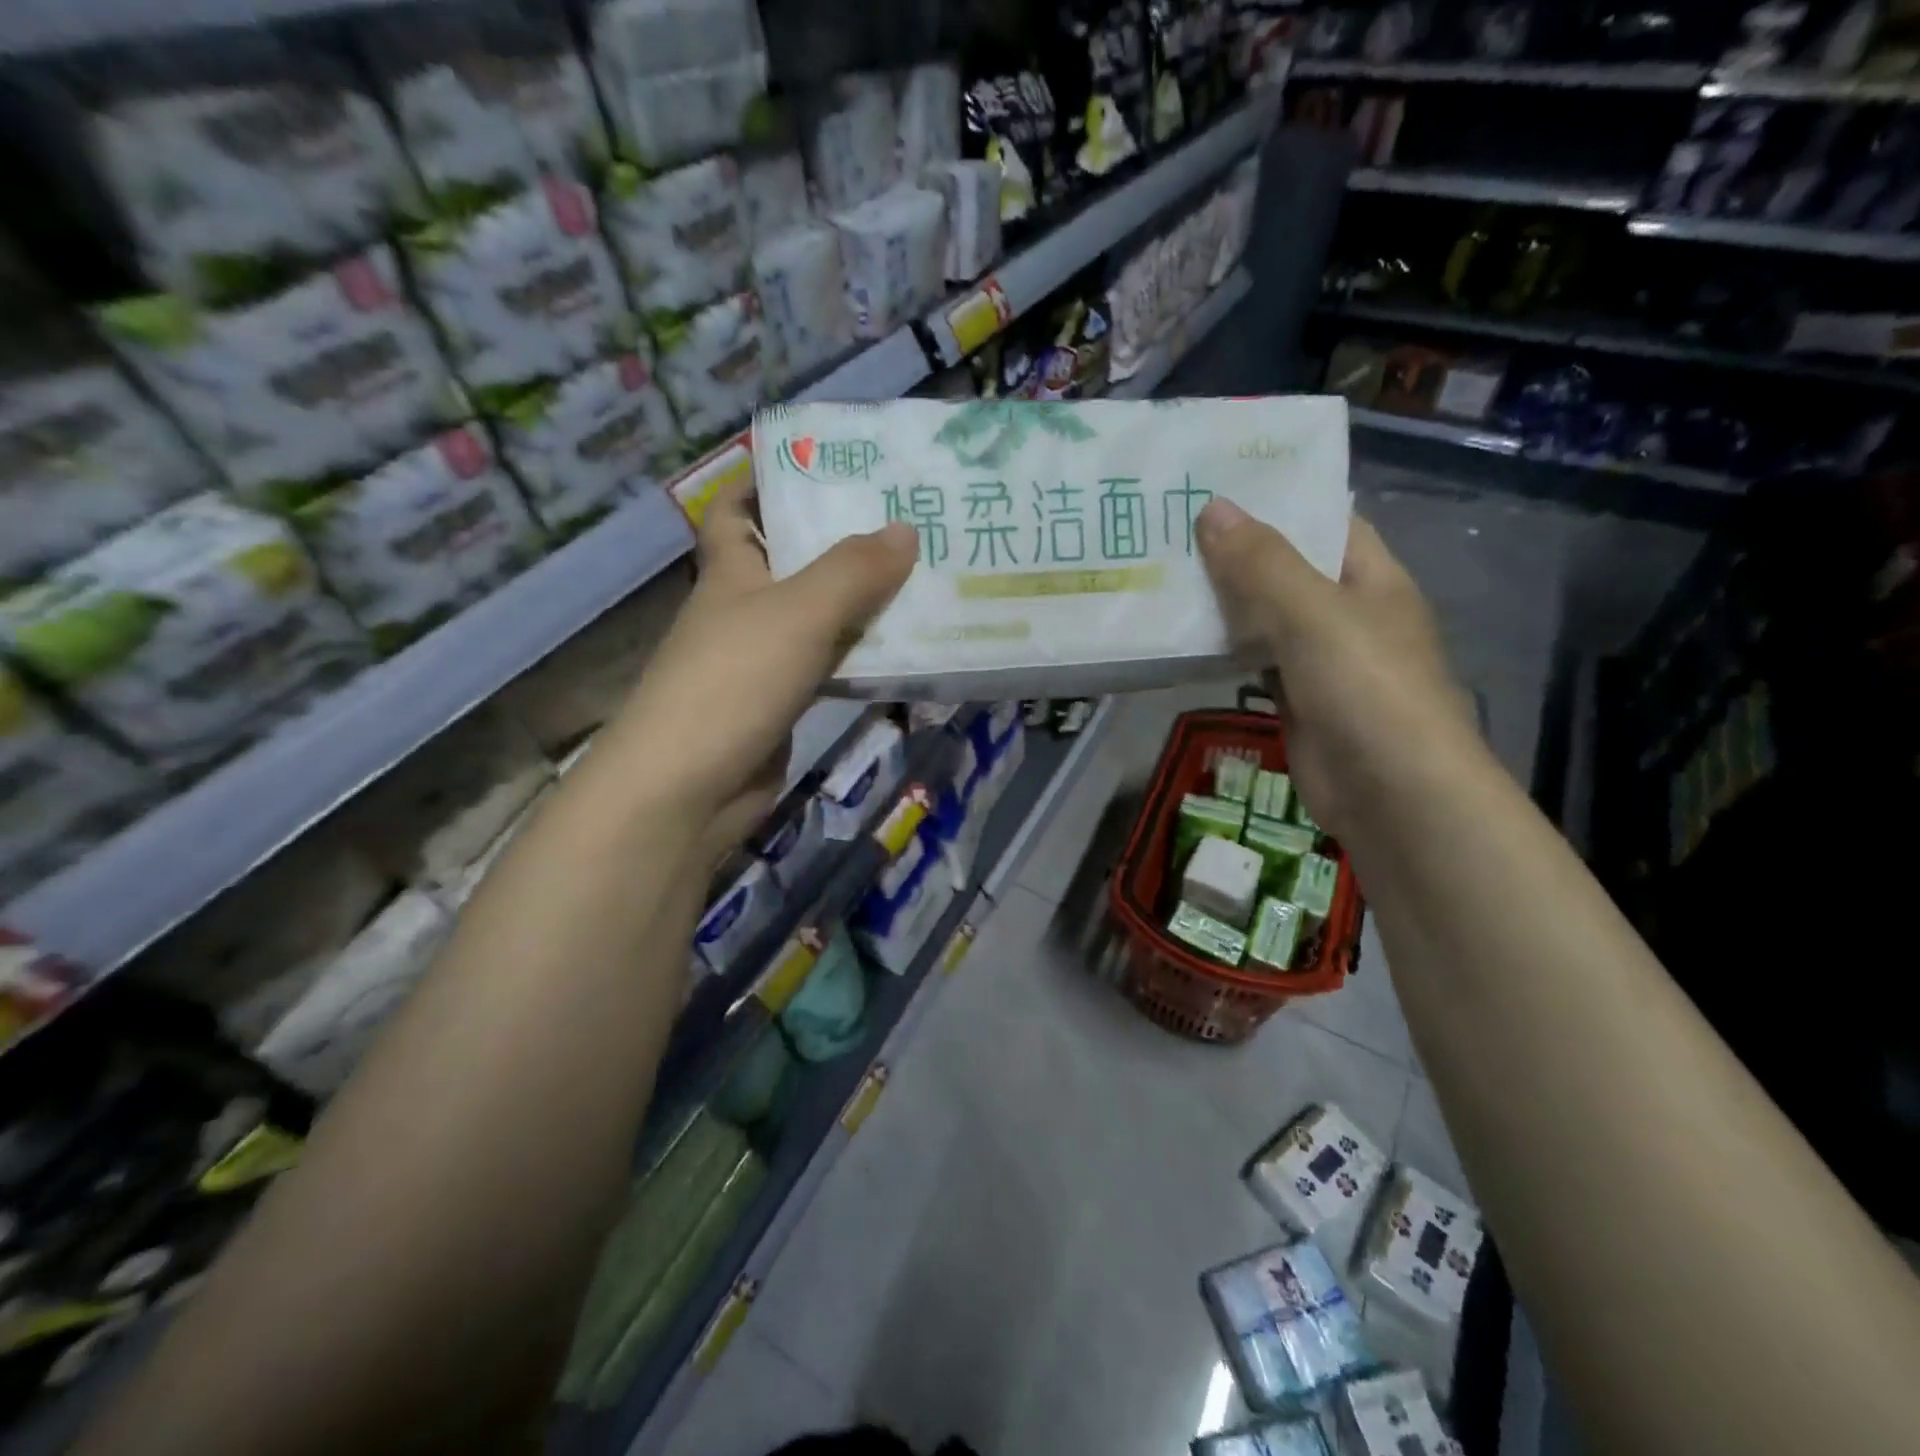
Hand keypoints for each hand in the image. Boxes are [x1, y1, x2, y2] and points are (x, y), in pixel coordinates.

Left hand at [601, 483, 916, 861]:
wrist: (689, 788)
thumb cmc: (734, 680)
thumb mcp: (799, 612)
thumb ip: (854, 570)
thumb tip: (905, 528)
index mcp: (730, 571)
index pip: (736, 510)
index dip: (766, 483)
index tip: (823, 468)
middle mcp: (743, 609)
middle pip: (791, 561)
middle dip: (840, 541)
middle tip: (905, 521)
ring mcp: (761, 660)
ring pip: (817, 617)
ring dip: (860, 601)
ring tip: (922, 577)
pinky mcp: (781, 704)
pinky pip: (828, 664)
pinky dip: (859, 654)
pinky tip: (903, 648)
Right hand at [1195, 498, 1473, 839]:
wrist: (1393, 795)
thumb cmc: (1365, 688)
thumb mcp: (1312, 614)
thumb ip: (1261, 563)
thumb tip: (1212, 508)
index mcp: (1371, 578)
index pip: (1324, 521)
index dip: (1277, 500)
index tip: (1215, 485)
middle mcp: (1348, 613)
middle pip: (1287, 569)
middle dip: (1235, 551)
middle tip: (1168, 528)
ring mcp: (1322, 661)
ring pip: (1265, 619)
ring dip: (1223, 603)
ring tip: (1162, 573)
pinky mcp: (1297, 701)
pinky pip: (1255, 663)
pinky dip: (1224, 651)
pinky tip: (1182, 638)